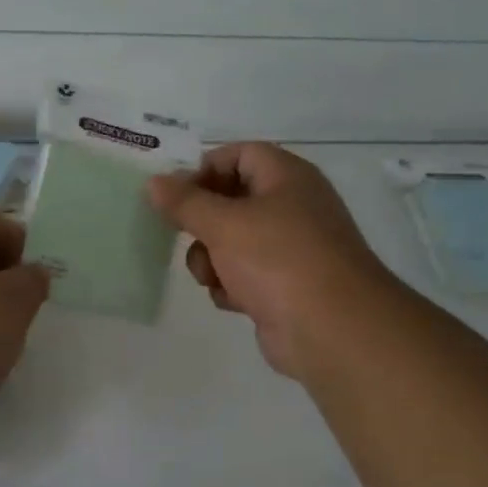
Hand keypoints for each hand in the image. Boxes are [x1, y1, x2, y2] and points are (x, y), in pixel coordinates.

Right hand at [149, 142, 391, 379]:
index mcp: (287, 177)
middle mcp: (292, 206)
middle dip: (202, 222)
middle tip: (182, 235)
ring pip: (232, 241)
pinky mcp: (285, 286)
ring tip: (211, 276)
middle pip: (231, 200)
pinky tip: (233, 300)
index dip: (205, 169)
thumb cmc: (278, 260)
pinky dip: (232, 285)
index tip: (175, 195)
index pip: (239, 155)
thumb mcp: (223, 224)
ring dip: (211, 258)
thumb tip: (154, 182)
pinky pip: (245, 274)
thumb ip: (184, 202)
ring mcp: (290, 249)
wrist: (333, 331)